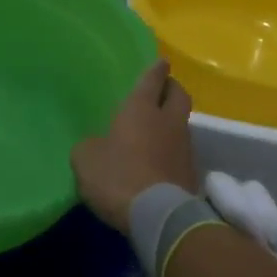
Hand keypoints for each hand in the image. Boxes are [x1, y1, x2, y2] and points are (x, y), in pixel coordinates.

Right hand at [71, 60, 198, 234]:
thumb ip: (90, 146)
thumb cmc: (118, 177)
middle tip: (163, 89)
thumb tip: (96, 145)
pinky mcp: (191, 172)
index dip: (155, 70)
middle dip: (171, 89)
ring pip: (181, 124)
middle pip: (178, 95)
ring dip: (172, 122)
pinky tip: (159, 160)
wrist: (159, 215)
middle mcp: (167, 122)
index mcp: (140, 110)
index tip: (161, 62)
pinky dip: (172, 151)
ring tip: (157, 129)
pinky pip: (181, 152)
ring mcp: (184, 147)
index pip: (151, 80)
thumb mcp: (86, 160)